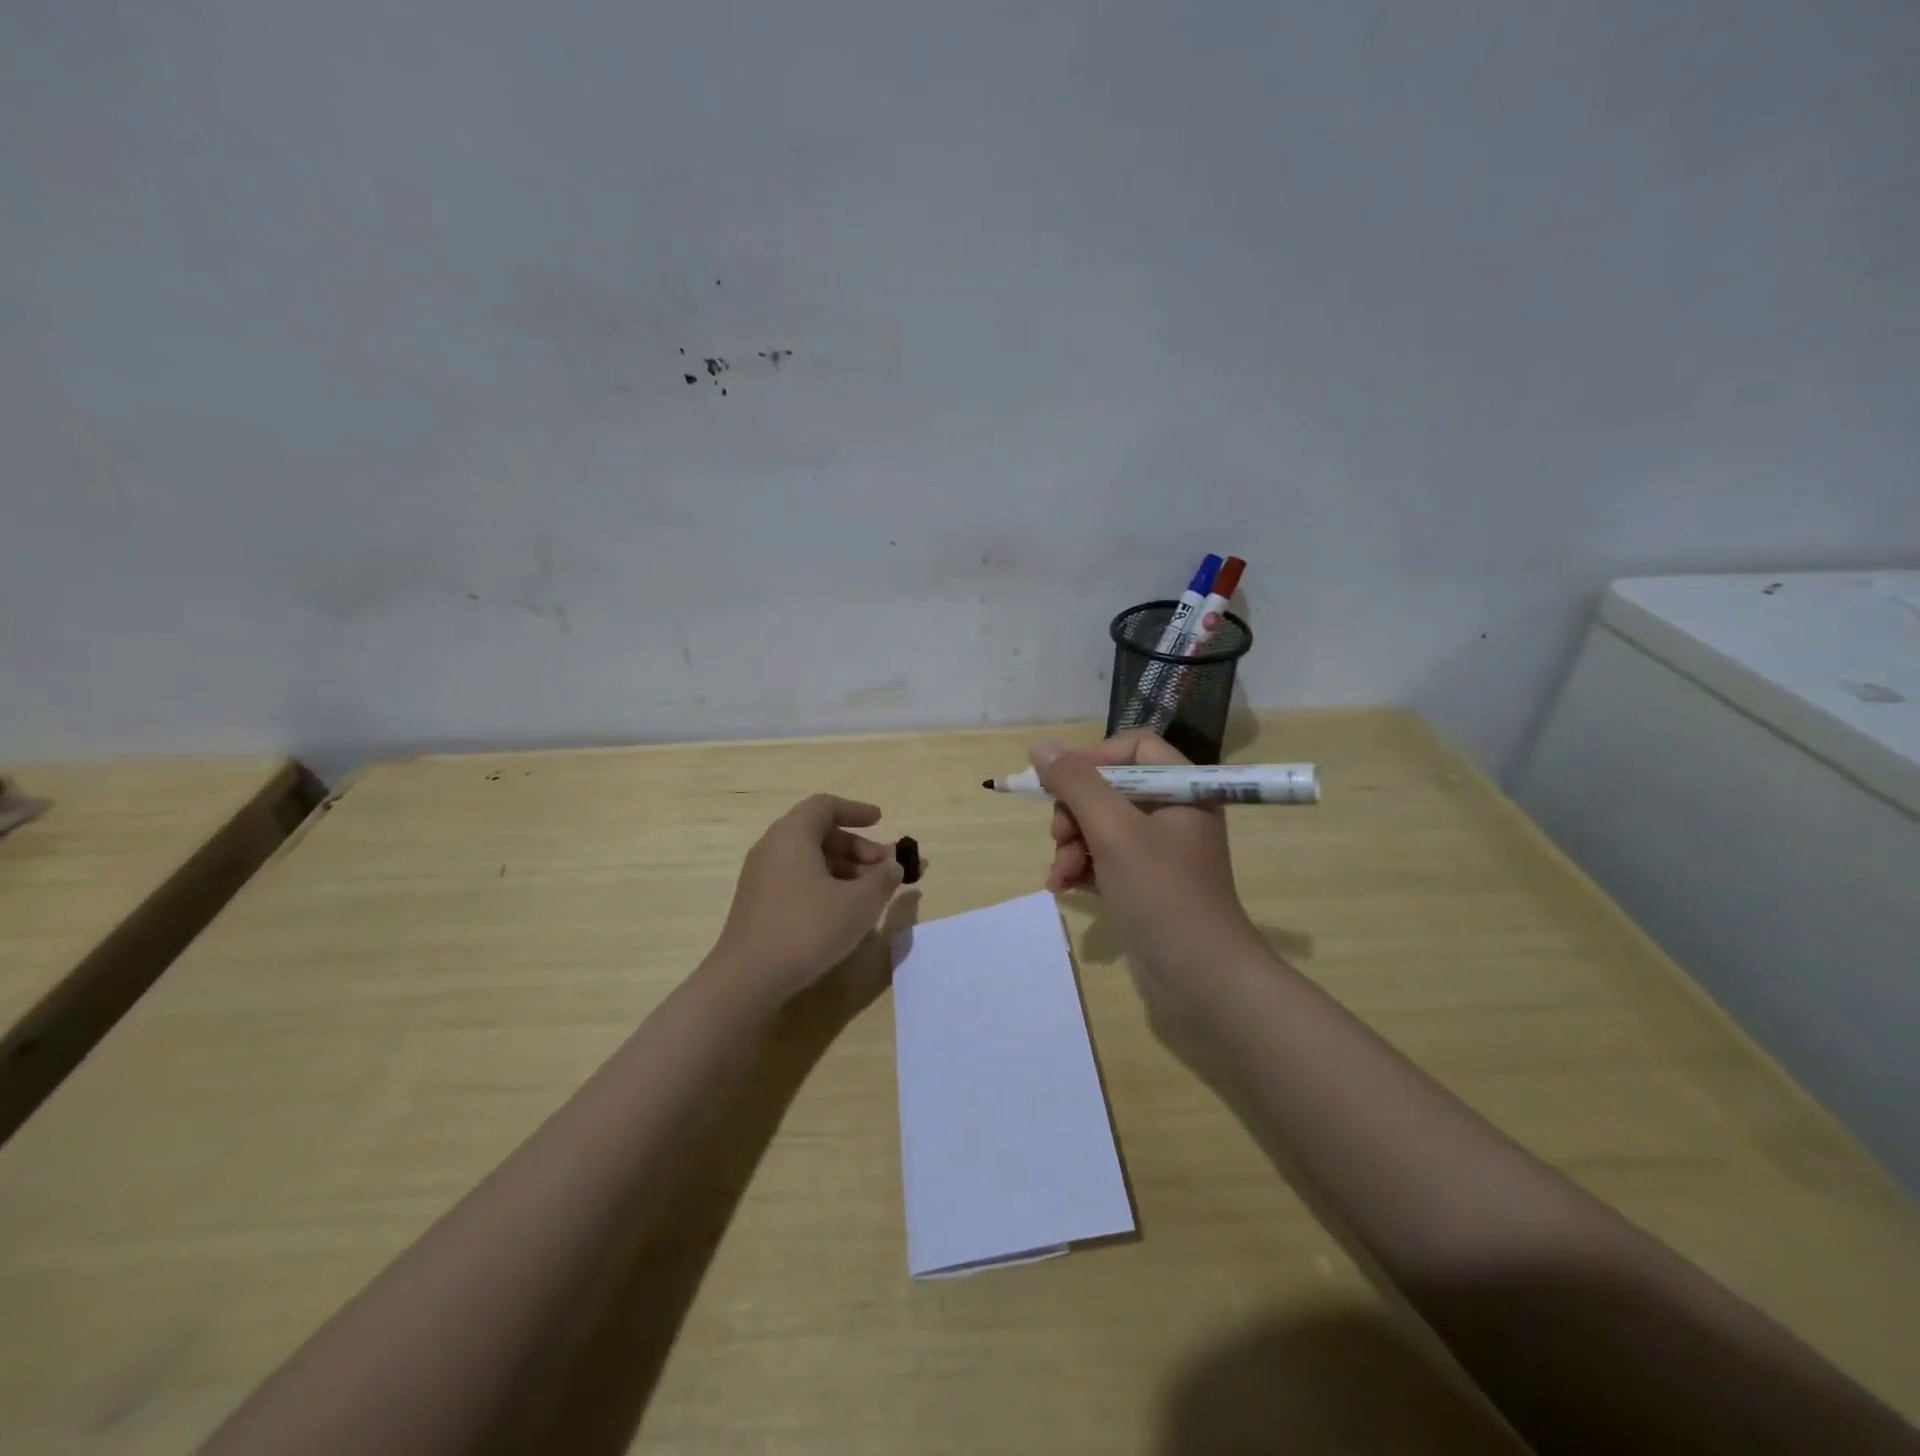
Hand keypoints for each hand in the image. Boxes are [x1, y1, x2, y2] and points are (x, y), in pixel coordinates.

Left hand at [712, 794, 904, 993]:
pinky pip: (796, 879)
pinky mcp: (757, 904)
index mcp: (792, 835)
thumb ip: (882, 879)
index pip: (825, 806)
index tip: (880, 821)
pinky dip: (823, 884)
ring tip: (869, 894)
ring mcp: (760, 877)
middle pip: (818, 833)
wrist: (748, 978)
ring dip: (843, 869)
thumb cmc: (807, 928)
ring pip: (808, 859)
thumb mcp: (858, 903)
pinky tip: (842, 912)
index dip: (855, 811)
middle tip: (883, 868)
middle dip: (856, 847)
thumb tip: (893, 866)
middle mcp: (772, 847)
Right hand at [1035, 732, 1260, 987]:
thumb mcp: (1114, 831)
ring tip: (1060, 873)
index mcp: (1181, 789)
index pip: (1133, 748)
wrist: (1200, 976)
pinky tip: (1063, 886)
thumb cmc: (1162, 892)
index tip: (1062, 782)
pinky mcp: (1143, 882)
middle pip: (1108, 788)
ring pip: (1099, 825)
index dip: (1094, 758)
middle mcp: (1172, 812)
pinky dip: (1081, 867)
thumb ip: (1076, 784)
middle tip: (1060, 836)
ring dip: (1071, 844)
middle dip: (1074, 811)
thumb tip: (1041, 747)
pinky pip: (1102, 857)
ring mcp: (1158, 850)